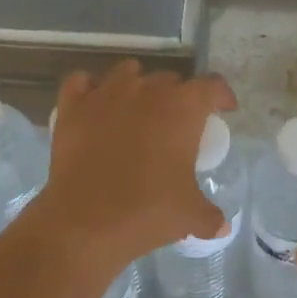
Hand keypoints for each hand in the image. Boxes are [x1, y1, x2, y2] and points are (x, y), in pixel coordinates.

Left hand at [28, 59, 236, 273]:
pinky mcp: (73, 106)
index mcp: (183, 108)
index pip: (212, 86)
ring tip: (137, 107)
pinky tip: (95, 104)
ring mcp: (107, 93)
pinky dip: (90, 88)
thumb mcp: (189, 216)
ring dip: (138, 84)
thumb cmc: (146, 211)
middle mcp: (147, 90)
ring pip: (127, 71)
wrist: (85, 222)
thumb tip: (222, 226)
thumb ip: (210, 216)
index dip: (221, 95)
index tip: (223, 109)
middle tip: (177, 122)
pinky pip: (82, 81)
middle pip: (170, 79)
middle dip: (178, 95)